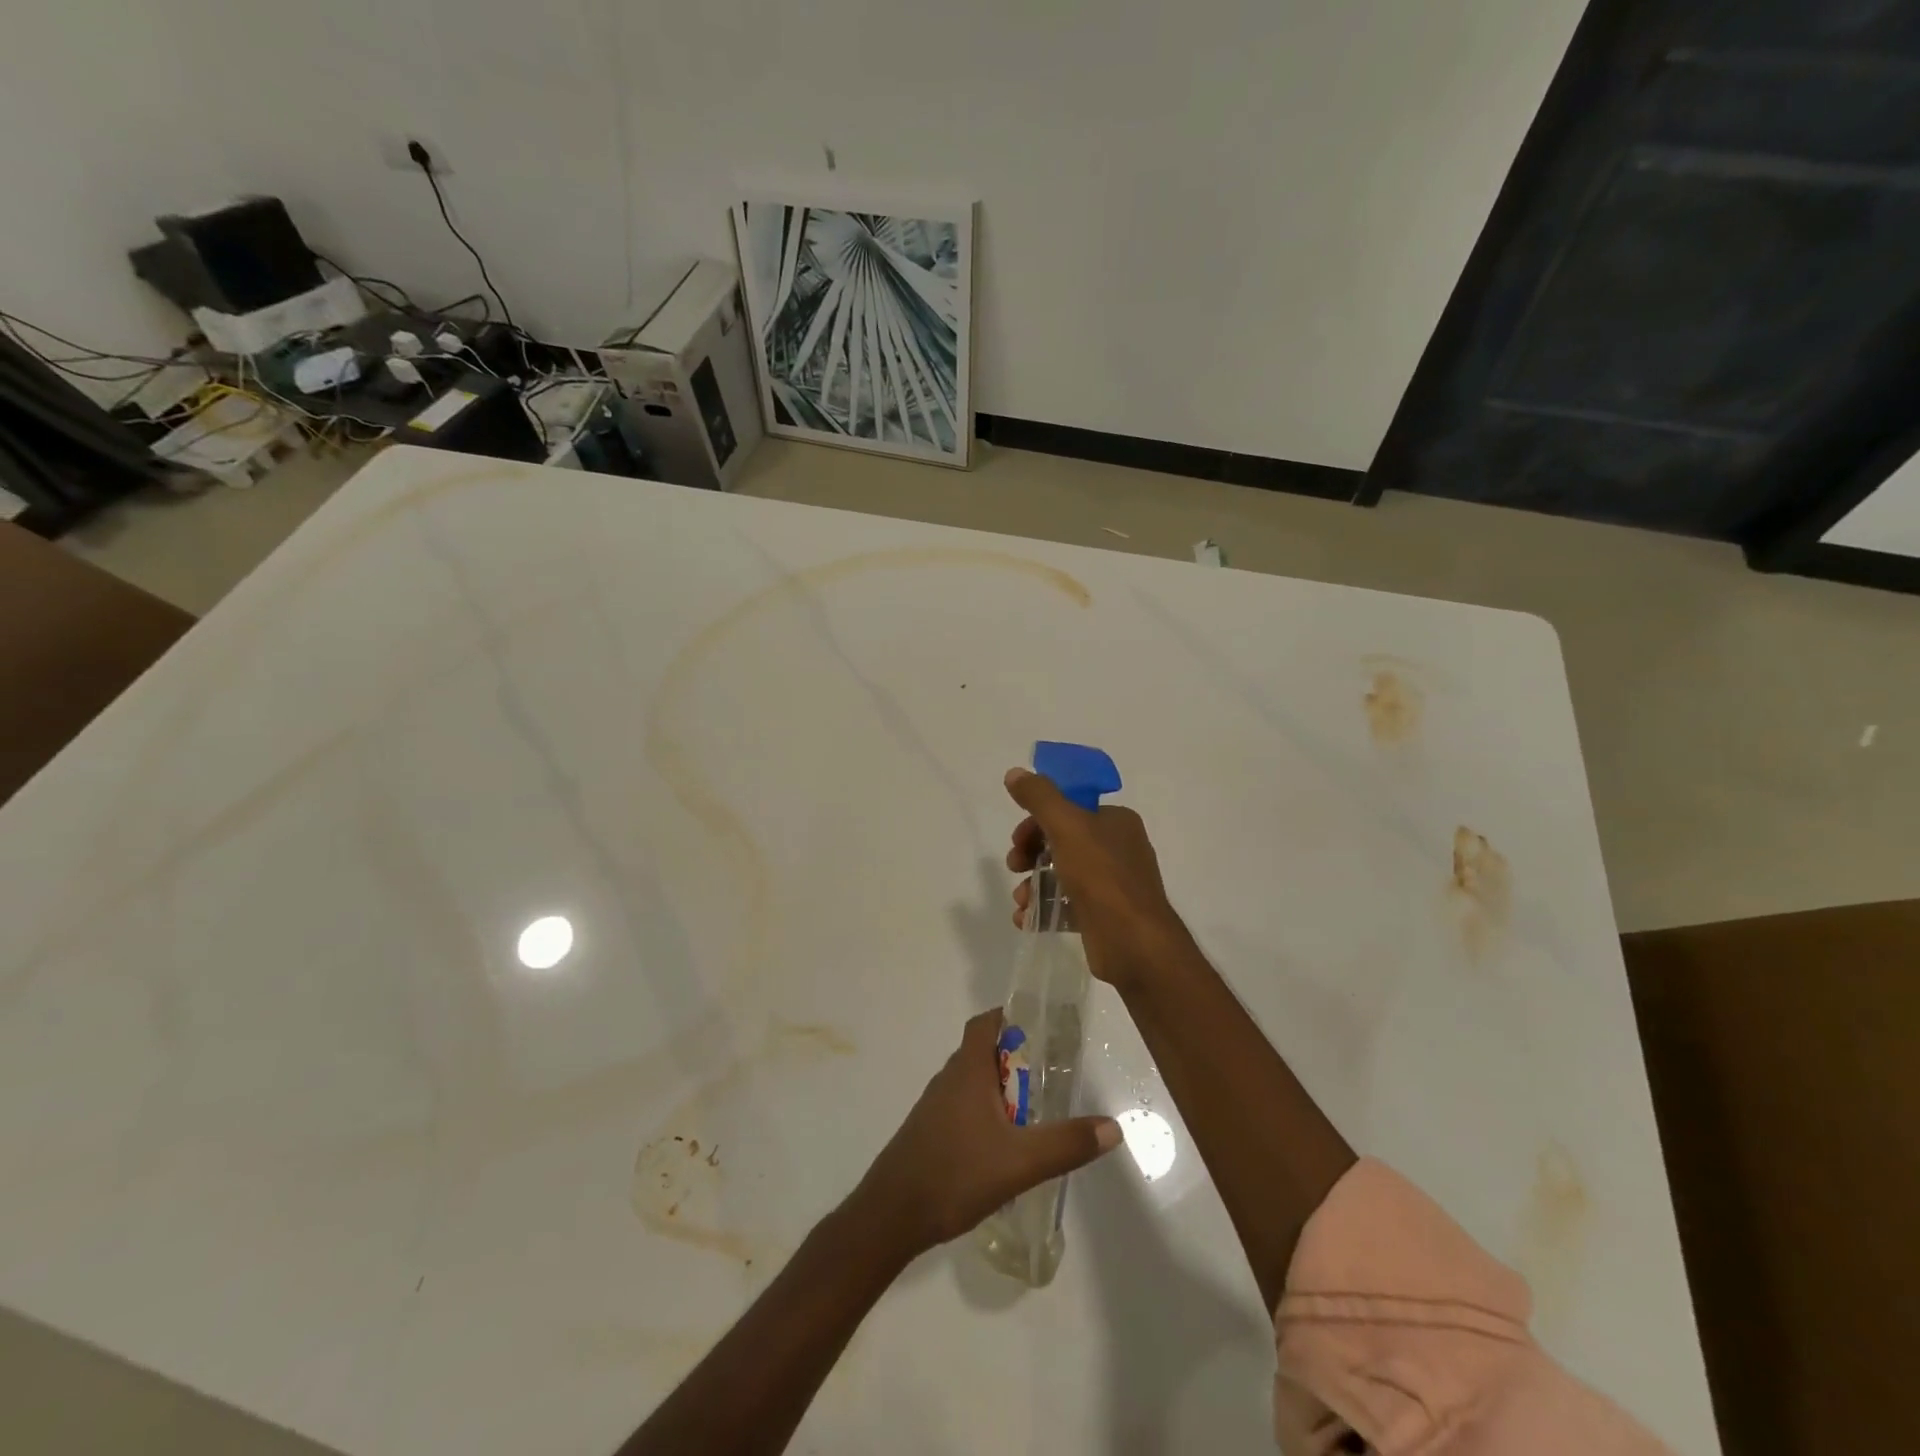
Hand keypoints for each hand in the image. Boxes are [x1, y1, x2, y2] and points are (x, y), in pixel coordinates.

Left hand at [853, 1009, 1120, 1257]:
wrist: (891, 1215)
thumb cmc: (955, 1174)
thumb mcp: (1020, 1162)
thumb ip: (1067, 1144)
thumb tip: (1113, 1127)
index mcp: (967, 1070)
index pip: (985, 1023)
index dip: (1010, 1017)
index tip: (1041, 1027)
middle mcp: (948, 1079)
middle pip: (983, 1052)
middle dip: (1015, 1059)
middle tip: (1050, 1075)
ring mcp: (934, 1107)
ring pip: (972, 1084)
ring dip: (1000, 1089)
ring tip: (1033, 1112)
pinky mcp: (928, 1133)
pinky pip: (962, 1109)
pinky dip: (985, 1114)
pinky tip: (1001, 1147)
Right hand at [1005, 767, 1191, 986]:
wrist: (1134, 943)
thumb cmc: (1102, 876)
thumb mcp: (1066, 826)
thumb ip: (1039, 797)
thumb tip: (1015, 773)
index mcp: (1116, 821)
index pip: (1069, 808)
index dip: (1037, 820)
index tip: (1017, 839)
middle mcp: (1117, 848)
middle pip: (1062, 841)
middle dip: (1031, 854)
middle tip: (1014, 866)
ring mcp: (1112, 885)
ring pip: (1062, 874)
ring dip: (1033, 884)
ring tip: (1020, 901)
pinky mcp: (1103, 916)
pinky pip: (1067, 905)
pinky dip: (1044, 909)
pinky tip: (1026, 920)